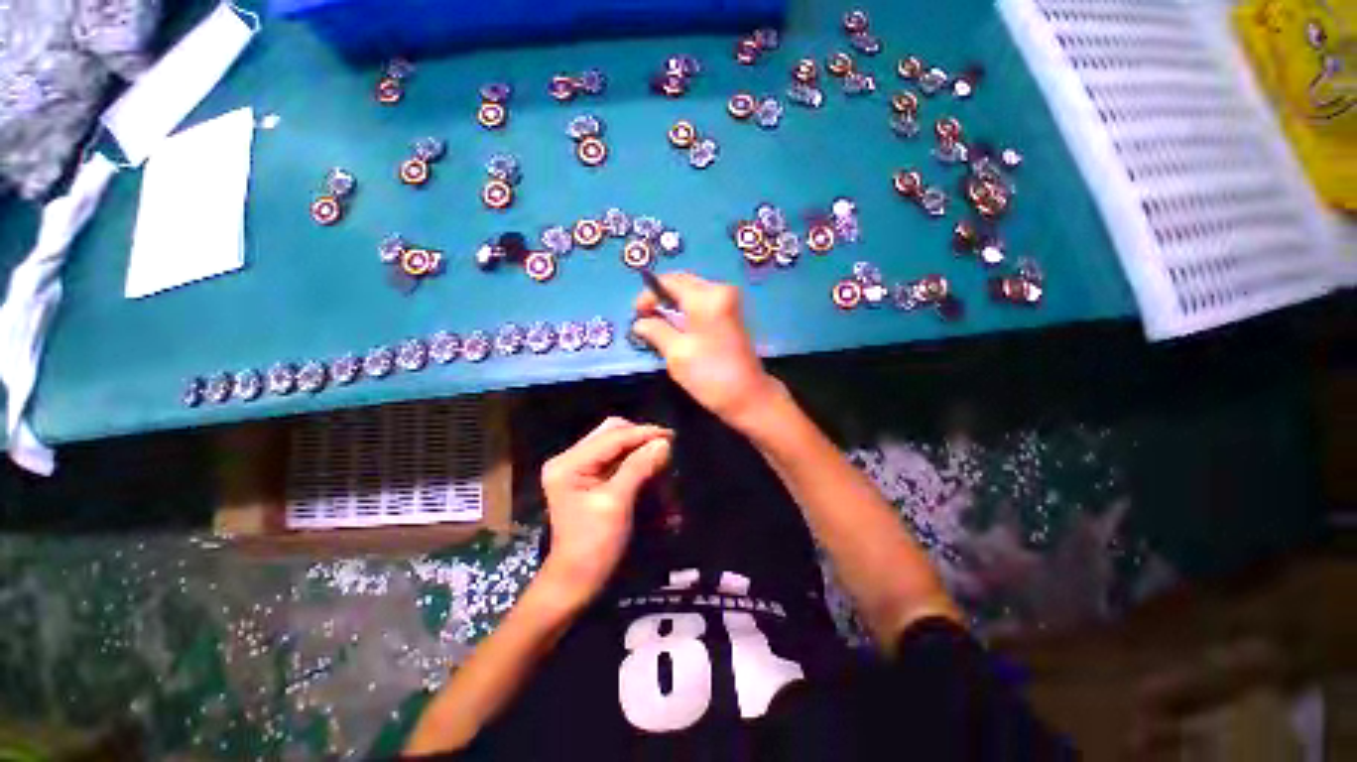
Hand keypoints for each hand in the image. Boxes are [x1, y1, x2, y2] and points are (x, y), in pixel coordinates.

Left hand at [539, 417, 672, 604]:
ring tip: (662, 465)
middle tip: (667, 449)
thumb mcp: (617, 504)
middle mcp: (571, 458)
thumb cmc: (594, 546)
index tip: (672, 435)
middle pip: (613, 434)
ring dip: (641, 453)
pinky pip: (617, 460)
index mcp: (569, 463)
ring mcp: (578, 467)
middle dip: (641, 440)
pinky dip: (637, 465)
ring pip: (618, 445)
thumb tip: (664, 442)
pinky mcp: (589, 477)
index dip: (643, 433)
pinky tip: (652, 474)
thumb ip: (639, 468)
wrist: (576, 581)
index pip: (612, 436)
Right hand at [632, 273, 781, 430]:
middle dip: (660, 298)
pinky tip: (676, 328)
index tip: (636, 314)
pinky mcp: (731, 314)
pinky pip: (701, 303)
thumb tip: (639, 322)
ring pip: (691, 293)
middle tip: (645, 319)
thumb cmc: (710, 375)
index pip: (670, 281)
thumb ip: (655, 331)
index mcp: (706, 297)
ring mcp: (729, 301)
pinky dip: (686, 311)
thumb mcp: (676, 353)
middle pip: (682, 283)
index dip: (648, 294)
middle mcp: (720, 291)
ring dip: (672, 305)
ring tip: (657, 325)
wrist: (749, 396)